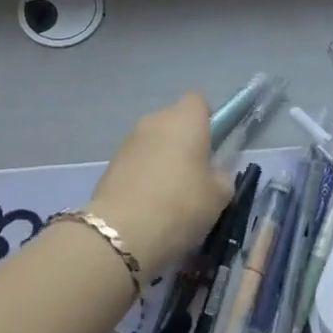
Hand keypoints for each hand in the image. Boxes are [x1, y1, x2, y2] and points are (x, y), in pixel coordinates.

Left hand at [86, 94, 232, 282]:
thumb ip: (221, 177)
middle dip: (183, 141)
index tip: (212, 146)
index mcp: (185, 120)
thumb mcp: (218, 197)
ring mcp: (128, 140)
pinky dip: (143, 174)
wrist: (122, 231)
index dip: (206, 120)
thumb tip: (214, 173)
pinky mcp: (111, 162)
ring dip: (162, 158)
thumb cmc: (181, 206)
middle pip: (173, 121)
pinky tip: (148, 202)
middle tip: (194, 175)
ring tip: (169, 195)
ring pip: (153, 141)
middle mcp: (154, 121)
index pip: (197, 101)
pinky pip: (136, 160)